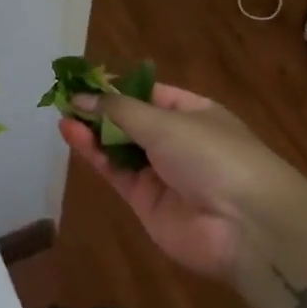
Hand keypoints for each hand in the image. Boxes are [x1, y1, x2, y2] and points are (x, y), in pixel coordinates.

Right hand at [59, 83, 296, 280]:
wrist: (244, 226)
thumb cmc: (212, 155)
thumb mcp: (165, 121)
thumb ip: (118, 110)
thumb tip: (81, 97)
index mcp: (194, 113)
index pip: (150, 94)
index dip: (118, 88)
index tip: (84, 81)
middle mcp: (177, 141)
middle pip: (131, 121)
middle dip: (100, 110)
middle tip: (64, 98)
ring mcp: (162, 173)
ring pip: (119, 147)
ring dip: (92, 131)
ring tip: (62, 115)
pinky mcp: (146, 202)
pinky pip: (116, 172)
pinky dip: (94, 155)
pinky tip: (72, 135)